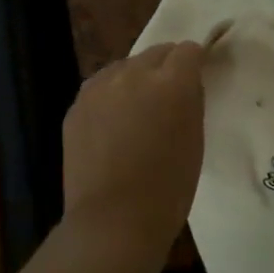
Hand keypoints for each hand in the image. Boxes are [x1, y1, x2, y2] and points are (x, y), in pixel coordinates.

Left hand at [62, 41, 205, 262]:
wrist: (113, 222)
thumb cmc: (167, 188)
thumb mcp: (195, 140)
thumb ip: (190, 101)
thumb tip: (185, 84)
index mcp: (172, 82)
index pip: (188, 50)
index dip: (194, 63)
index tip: (195, 80)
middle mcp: (135, 73)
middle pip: (156, 53)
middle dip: (166, 68)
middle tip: (168, 99)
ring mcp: (100, 86)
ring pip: (125, 66)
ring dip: (136, 80)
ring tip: (136, 113)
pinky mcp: (77, 104)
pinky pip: (101, 87)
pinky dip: (111, 97)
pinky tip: (112, 127)